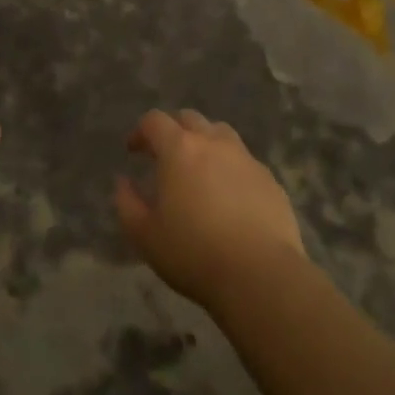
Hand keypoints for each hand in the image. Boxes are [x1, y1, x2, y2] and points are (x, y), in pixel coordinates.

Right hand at [115, 109, 305, 309]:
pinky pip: (245, 161)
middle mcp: (213, 143)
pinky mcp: (270, 180)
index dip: (140, 132)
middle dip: (173, 130)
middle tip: (165, 154)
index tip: (133, 150)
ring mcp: (246, 159)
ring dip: (205, 142)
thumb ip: (127, 203)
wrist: (260, 275)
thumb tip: (123, 182)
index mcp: (179, 149)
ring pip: (221, 133)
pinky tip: (229, 195)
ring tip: (199, 168)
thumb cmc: (194, 253)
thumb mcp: (145, 235)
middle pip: (190, 118)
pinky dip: (231, 167)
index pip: (155, 121)